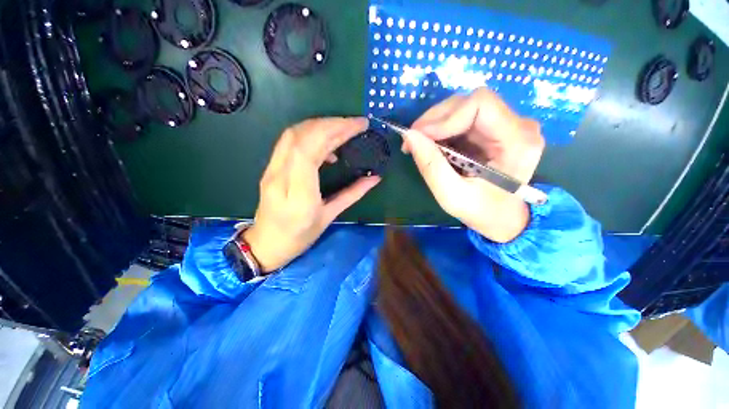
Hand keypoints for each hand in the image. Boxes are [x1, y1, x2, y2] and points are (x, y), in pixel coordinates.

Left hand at [244, 117, 380, 271]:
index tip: (358, 125)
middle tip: (355, 124)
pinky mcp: (270, 167)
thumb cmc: (300, 236)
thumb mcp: (329, 217)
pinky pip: (289, 142)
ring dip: (320, 125)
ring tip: (343, 129)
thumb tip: (375, 178)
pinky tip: (326, 146)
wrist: (266, 244)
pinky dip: (310, 135)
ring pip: (293, 134)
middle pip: (301, 136)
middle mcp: (280, 177)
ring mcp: (271, 170)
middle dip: (331, 123)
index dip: (334, 130)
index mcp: (299, 195)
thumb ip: (352, 194)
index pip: (310, 150)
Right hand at [405, 88, 544, 242]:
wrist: (504, 219)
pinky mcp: (494, 130)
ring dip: (435, 124)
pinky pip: (462, 120)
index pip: (480, 104)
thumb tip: (409, 136)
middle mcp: (517, 125)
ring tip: (419, 144)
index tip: (419, 137)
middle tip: (412, 140)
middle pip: (469, 102)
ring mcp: (507, 125)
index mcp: (517, 141)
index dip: (445, 117)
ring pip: (463, 108)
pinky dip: (441, 130)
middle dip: (434, 120)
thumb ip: (431, 165)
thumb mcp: (451, 195)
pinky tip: (431, 145)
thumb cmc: (482, 212)